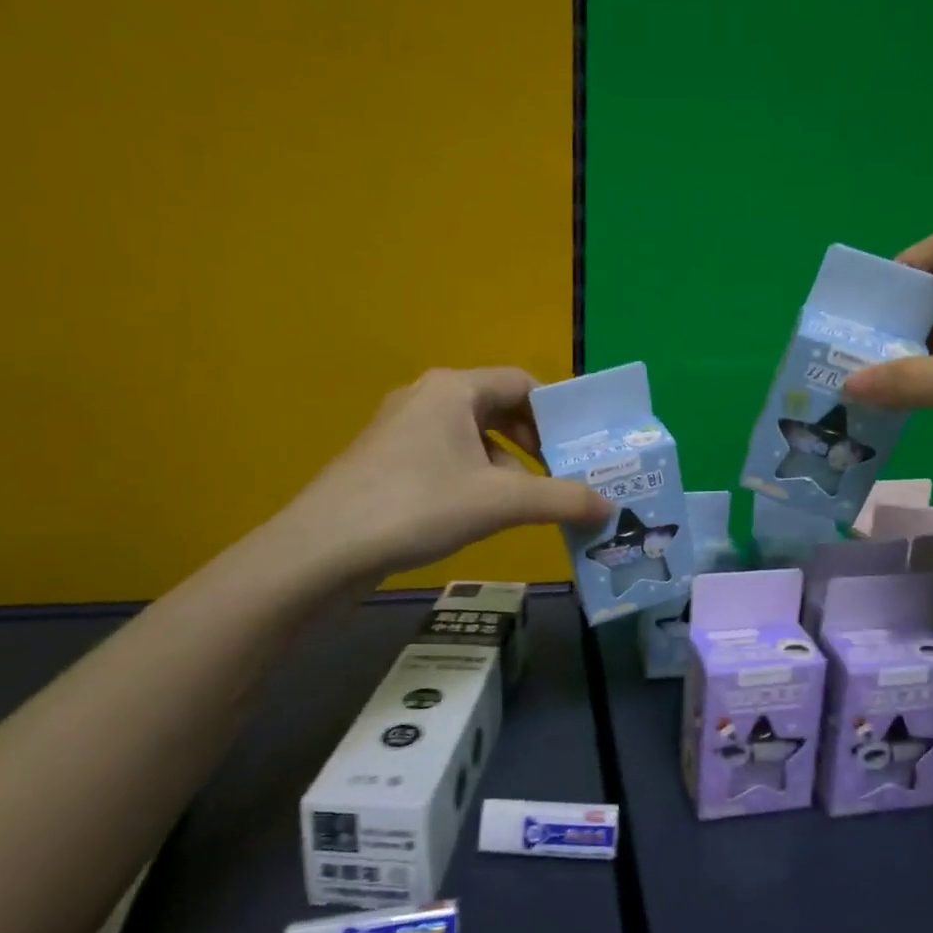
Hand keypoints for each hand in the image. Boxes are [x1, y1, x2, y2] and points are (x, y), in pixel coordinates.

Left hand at [270, 367, 612, 581]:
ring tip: (531, 502)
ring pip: (472, 437)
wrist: (322, 550)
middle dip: (535, 443)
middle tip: (563, 475)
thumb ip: (562, 500)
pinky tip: (483, 514)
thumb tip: (610, 508)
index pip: (522, 382)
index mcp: (454, 389)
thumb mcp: (500, 502)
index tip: (580, 447)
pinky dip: (475, 478)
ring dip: (507, 465)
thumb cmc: (417, 507)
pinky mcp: (386, 461)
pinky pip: (446, 457)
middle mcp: (427, 397)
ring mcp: (401, 429)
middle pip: (498, 408)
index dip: (557, 413)